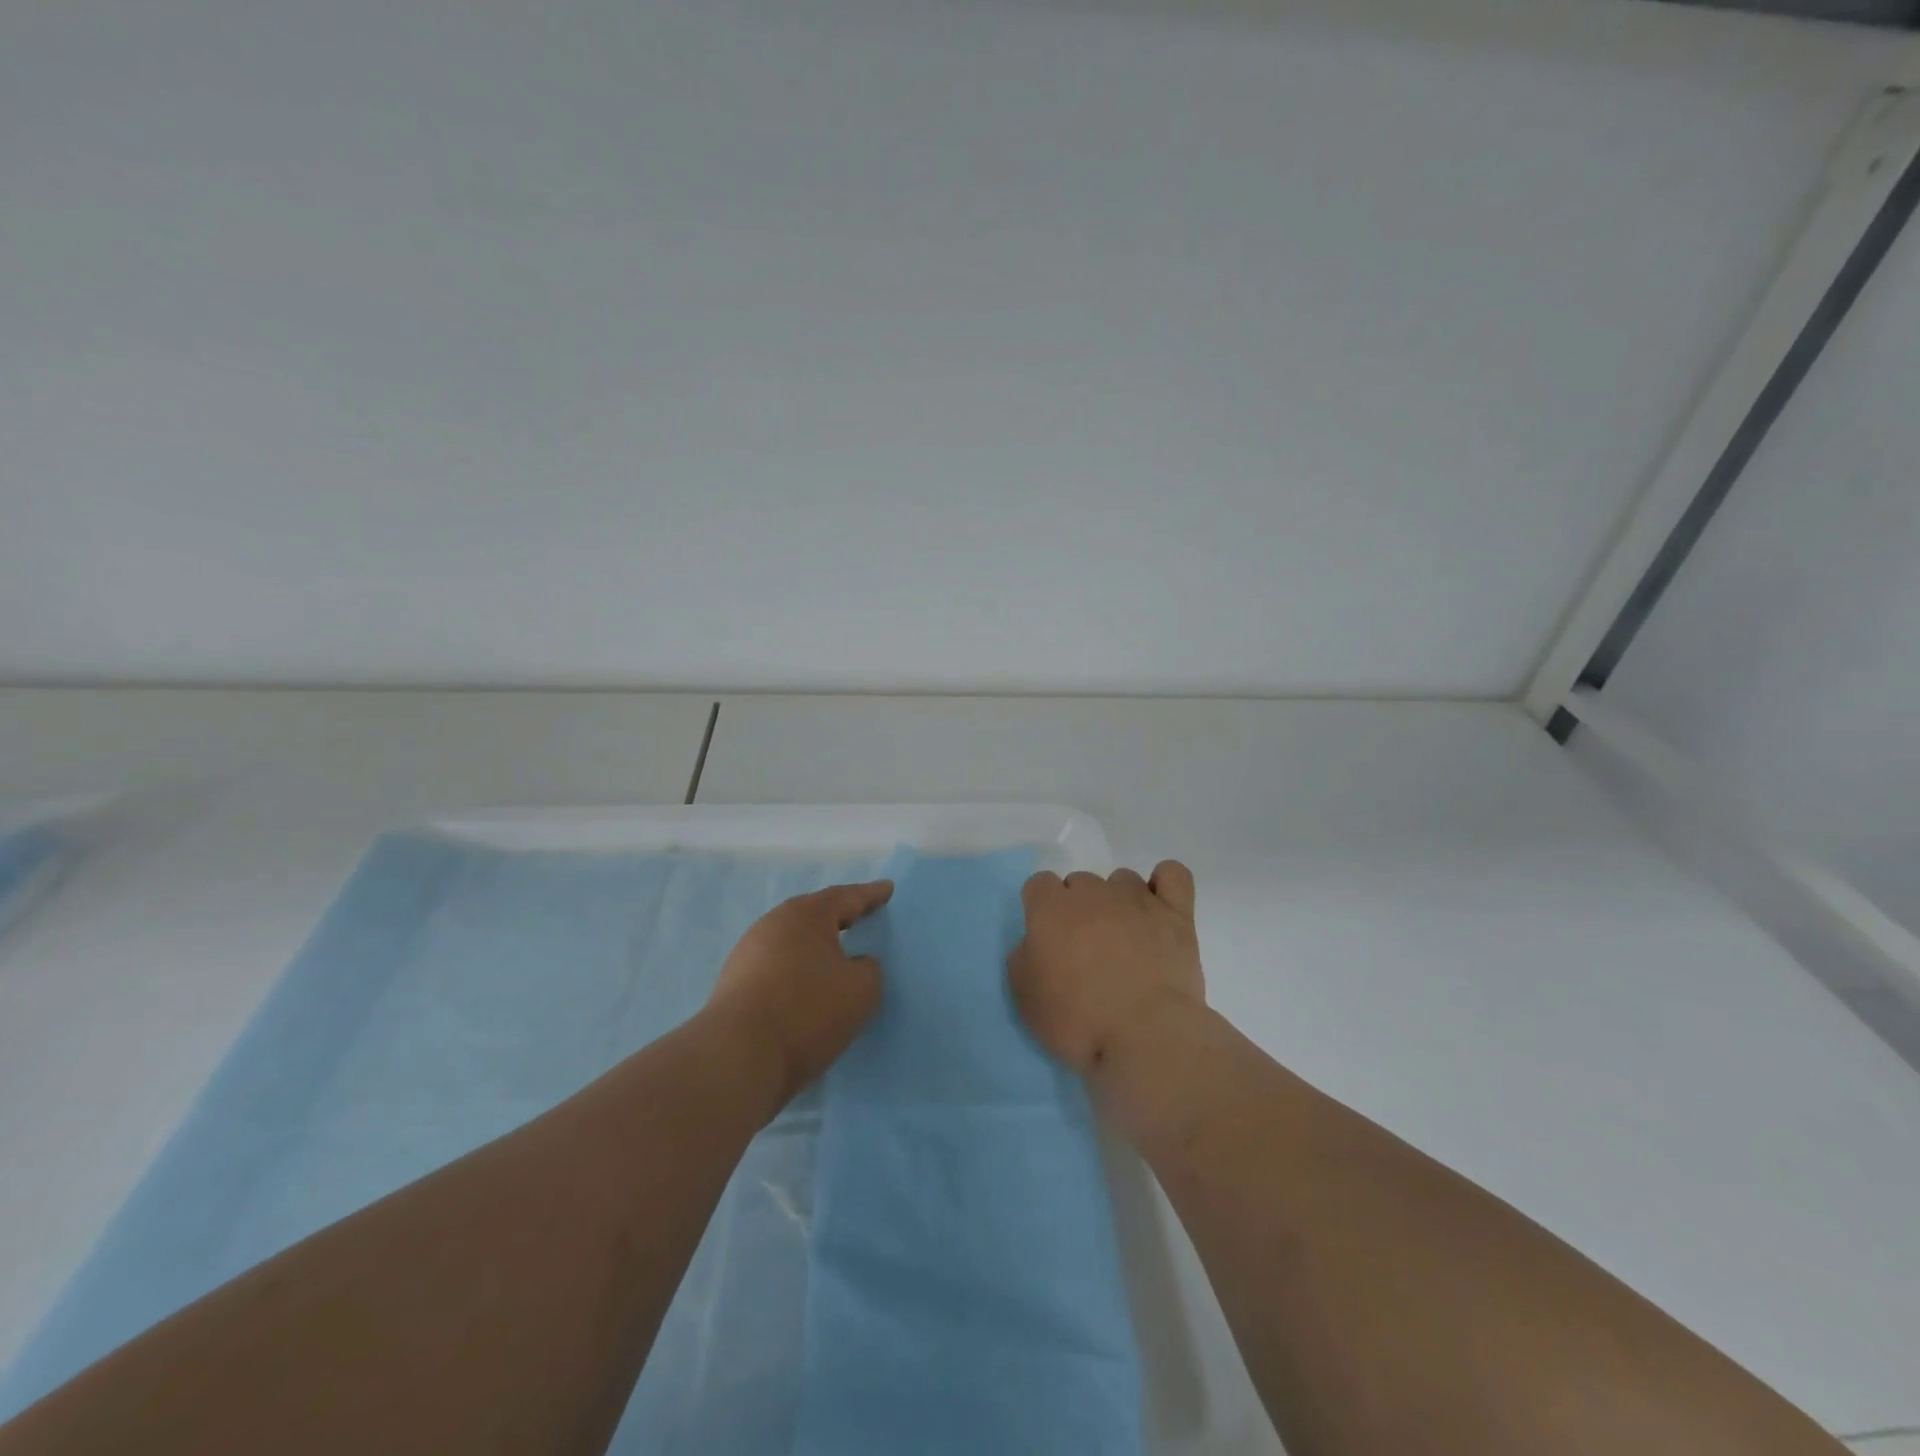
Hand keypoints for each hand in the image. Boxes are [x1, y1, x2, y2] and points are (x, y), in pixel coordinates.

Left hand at [703, 880, 891, 1107]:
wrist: (737, 1058)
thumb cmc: (807, 1011)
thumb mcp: (861, 989)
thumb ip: (869, 969)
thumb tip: (855, 964)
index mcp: (806, 914)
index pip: (847, 897)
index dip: (871, 895)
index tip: (888, 889)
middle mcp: (773, 924)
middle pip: (814, 916)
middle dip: (839, 918)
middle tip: (861, 918)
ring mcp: (748, 954)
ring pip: (793, 943)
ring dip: (815, 949)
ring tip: (836, 959)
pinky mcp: (734, 985)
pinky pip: (777, 969)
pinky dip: (797, 974)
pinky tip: (807, 991)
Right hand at [1009, 861, 1204, 1076]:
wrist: (1145, 1036)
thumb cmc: (1078, 1021)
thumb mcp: (1025, 997)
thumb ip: (1023, 958)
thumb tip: (1036, 944)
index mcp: (1051, 908)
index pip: (1039, 884)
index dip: (1041, 911)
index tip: (1048, 941)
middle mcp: (1093, 892)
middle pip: (1080, 882)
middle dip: (1079, 909)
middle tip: (1086, 950)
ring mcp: (1137, 898)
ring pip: (1122, 880)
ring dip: (1118, 902)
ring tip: (1126, 940)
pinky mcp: (1176, 913)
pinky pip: (1173, 874)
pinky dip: (1165, 883)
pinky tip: (1160, 906)